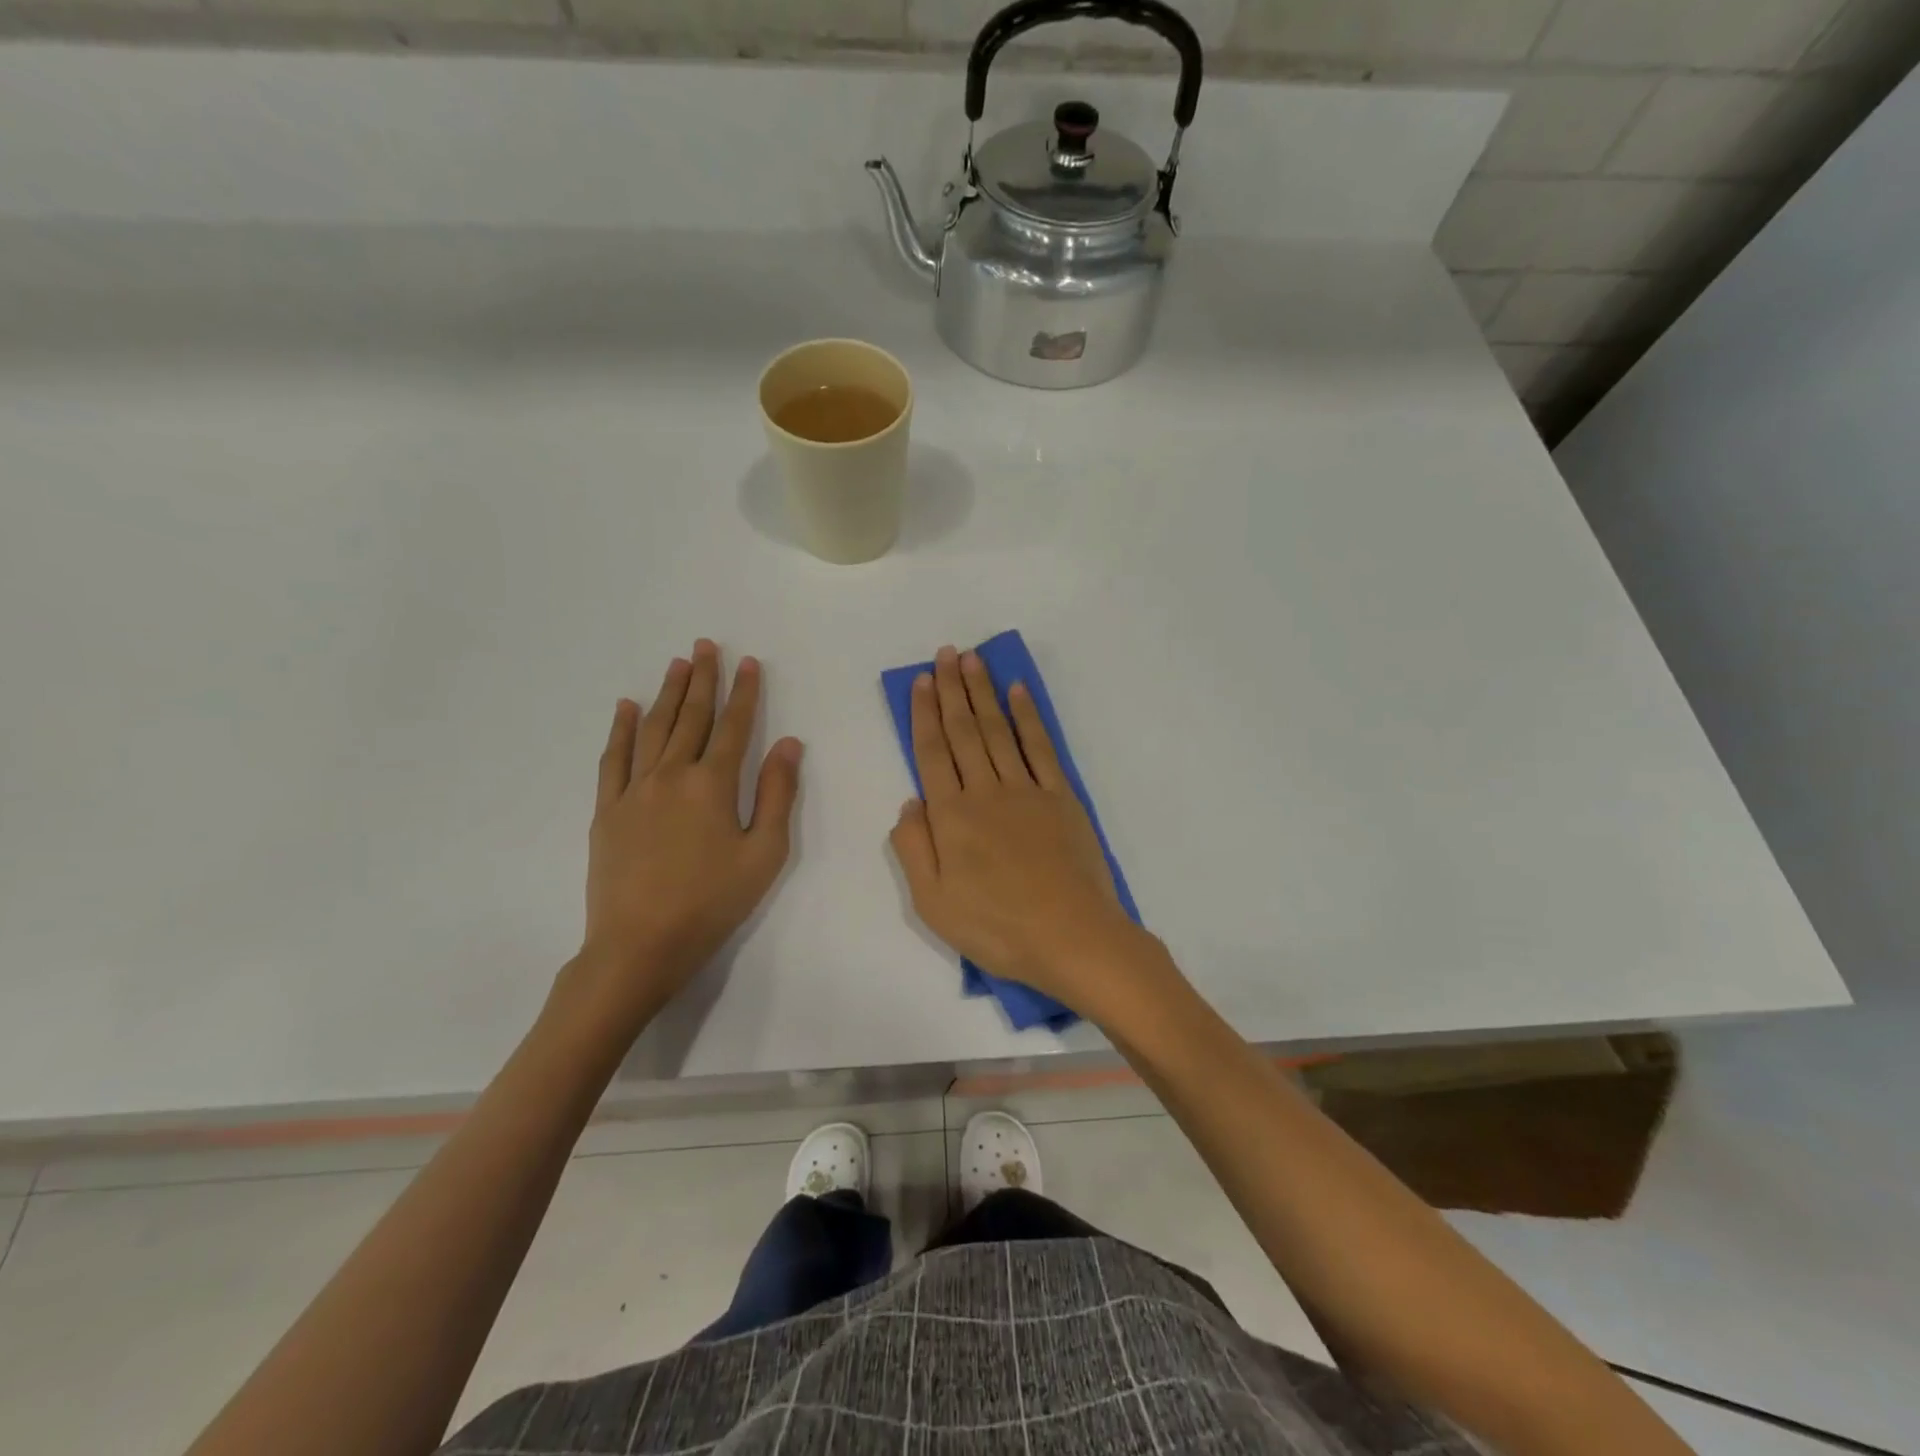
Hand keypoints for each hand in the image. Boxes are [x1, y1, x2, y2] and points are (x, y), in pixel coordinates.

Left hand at [566, 640, 801, 1036]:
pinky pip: (614, 759)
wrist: (640, 944)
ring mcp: (634, 790)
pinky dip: (621, 730)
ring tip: (677, 664)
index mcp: (714, 785)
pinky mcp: (608, 810)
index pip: (733, 727)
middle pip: (691, 717)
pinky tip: (626, 708)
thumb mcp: (764, 854)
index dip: (744, 693)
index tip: (748, 662)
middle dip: (703, 680)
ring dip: (667, 694)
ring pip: (653, 729)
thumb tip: (788, 743)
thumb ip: (777, 794)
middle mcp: (672, 775)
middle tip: (706, 645)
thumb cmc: (712, 902)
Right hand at [889, 646, 1152, 1016]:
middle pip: (964, 732)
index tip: (922, 681)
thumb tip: (910, 802)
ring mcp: (1027, 791)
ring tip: (973, 660)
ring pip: (998, 731)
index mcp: (951, 817)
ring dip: (983, 693)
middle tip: (946, 653)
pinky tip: (1018, 693)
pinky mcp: (1060, 798)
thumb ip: (914, 848)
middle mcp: (986, 792)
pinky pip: (1040, 748)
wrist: (1071, 937)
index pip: (932, 753)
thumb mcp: (933, 903)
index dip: (925, 714)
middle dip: (952, 690)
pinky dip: (1027, 717)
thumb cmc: (997, 928)